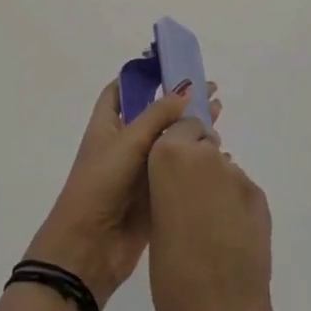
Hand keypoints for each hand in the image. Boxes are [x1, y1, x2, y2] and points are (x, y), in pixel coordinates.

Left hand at [25, 80, 216, 306]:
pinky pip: (176, 172)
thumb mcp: (127, 142)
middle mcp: (123, 143)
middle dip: (179, 102)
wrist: (90, 246)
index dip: (144, 75)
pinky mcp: (155, 195)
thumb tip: (186, 90)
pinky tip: (219, 154)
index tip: (172, 64)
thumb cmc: (101, 184)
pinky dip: (194, 161)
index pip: (122, 89)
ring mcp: (139, 170)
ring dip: (191, 130)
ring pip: (169, 143)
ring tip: (221, 117)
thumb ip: (158, 116)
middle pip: (154, 114)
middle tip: (212, 91)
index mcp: (107, 124)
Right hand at [148, 115, 275, 310]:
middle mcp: (205, 156)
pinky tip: (230, 235)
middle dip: (197, 160)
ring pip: (223, 168)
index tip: (171, 168)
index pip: (177, 127)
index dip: (176, 145)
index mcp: (168, 156)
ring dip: (216, 184)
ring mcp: (236, 176)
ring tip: (210, 223)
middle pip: (202, 142)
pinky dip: (235, 205)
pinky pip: (241, 190)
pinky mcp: (259, 197)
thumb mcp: (154, 218)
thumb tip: (178, 184)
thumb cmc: (170, 271)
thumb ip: (166, 187)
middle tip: (189, 197)